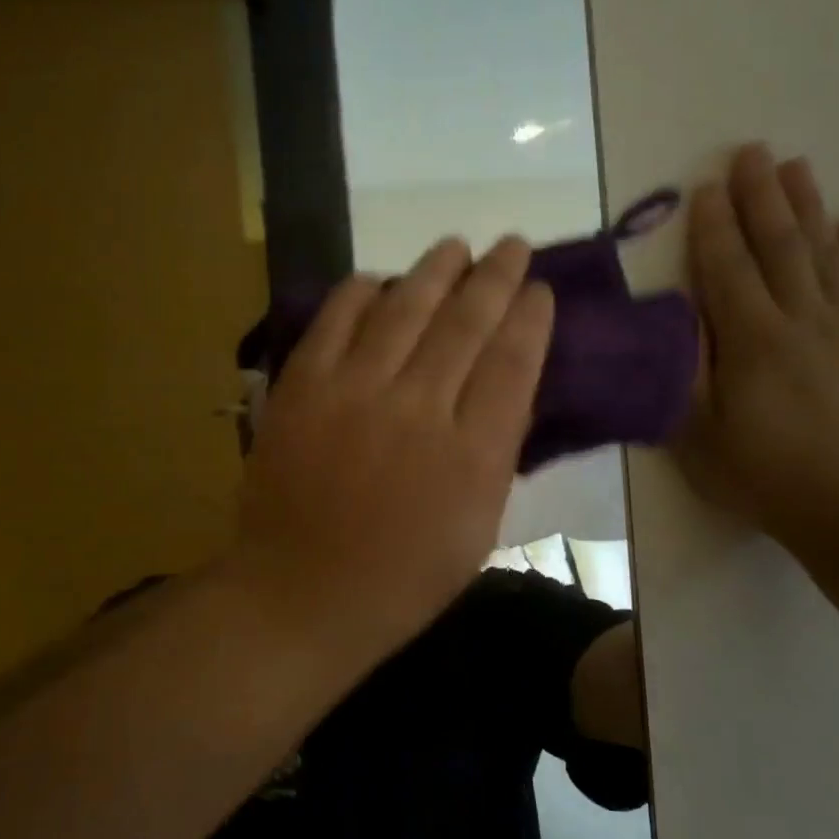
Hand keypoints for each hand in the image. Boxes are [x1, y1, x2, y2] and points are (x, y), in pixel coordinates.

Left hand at [231, 237, 554, 667]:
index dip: (530, 319)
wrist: (300, 593)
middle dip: (495, 276)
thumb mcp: (476, 532)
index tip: (539, 291)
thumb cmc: (399, 580)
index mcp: (471, 456)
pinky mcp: (302, 387)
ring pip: (405, 307)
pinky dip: (360, 292)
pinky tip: (378, 279)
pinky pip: (336, 320)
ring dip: (435, 270)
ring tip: (454, 246)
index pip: (513, 363)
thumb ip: (494, 457)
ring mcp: (354, 392)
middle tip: (511, 245)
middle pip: (466, 322)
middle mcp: (419, 409)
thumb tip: (504, 393)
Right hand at [677, 143, 838, 550]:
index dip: (713, 228)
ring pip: (824, 256)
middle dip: (761, 197)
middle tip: (751, 152)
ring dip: (808, 209)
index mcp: (753, 342)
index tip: (705, 188)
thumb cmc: (759, 475)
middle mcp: (802, 322)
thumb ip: (687, 371)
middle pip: (779, 247)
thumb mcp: (698, 433)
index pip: (728, 270)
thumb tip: (679, 319)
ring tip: (797, 168)